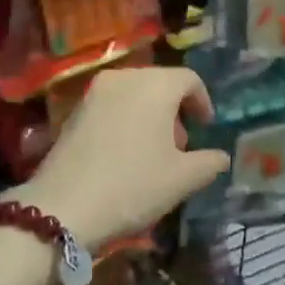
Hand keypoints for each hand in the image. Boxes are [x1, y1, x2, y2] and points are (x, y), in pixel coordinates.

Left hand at [17, 67, 230, 251]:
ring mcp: (95, 92)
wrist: (63, 207)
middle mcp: (125, 77)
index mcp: (156, 85)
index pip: (189, 79)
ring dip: (149, 114)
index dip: (202, 102)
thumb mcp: (182, 180)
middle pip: (160, 83)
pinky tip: (123, 153)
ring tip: (152, 152)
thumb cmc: (133, 186)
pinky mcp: (74, 110)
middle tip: (180, 145)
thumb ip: (209, 163)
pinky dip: (125, 119)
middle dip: (174, 109)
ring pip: (133, 93)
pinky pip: (111, 105)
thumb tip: (221, 157)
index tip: (206, 128)